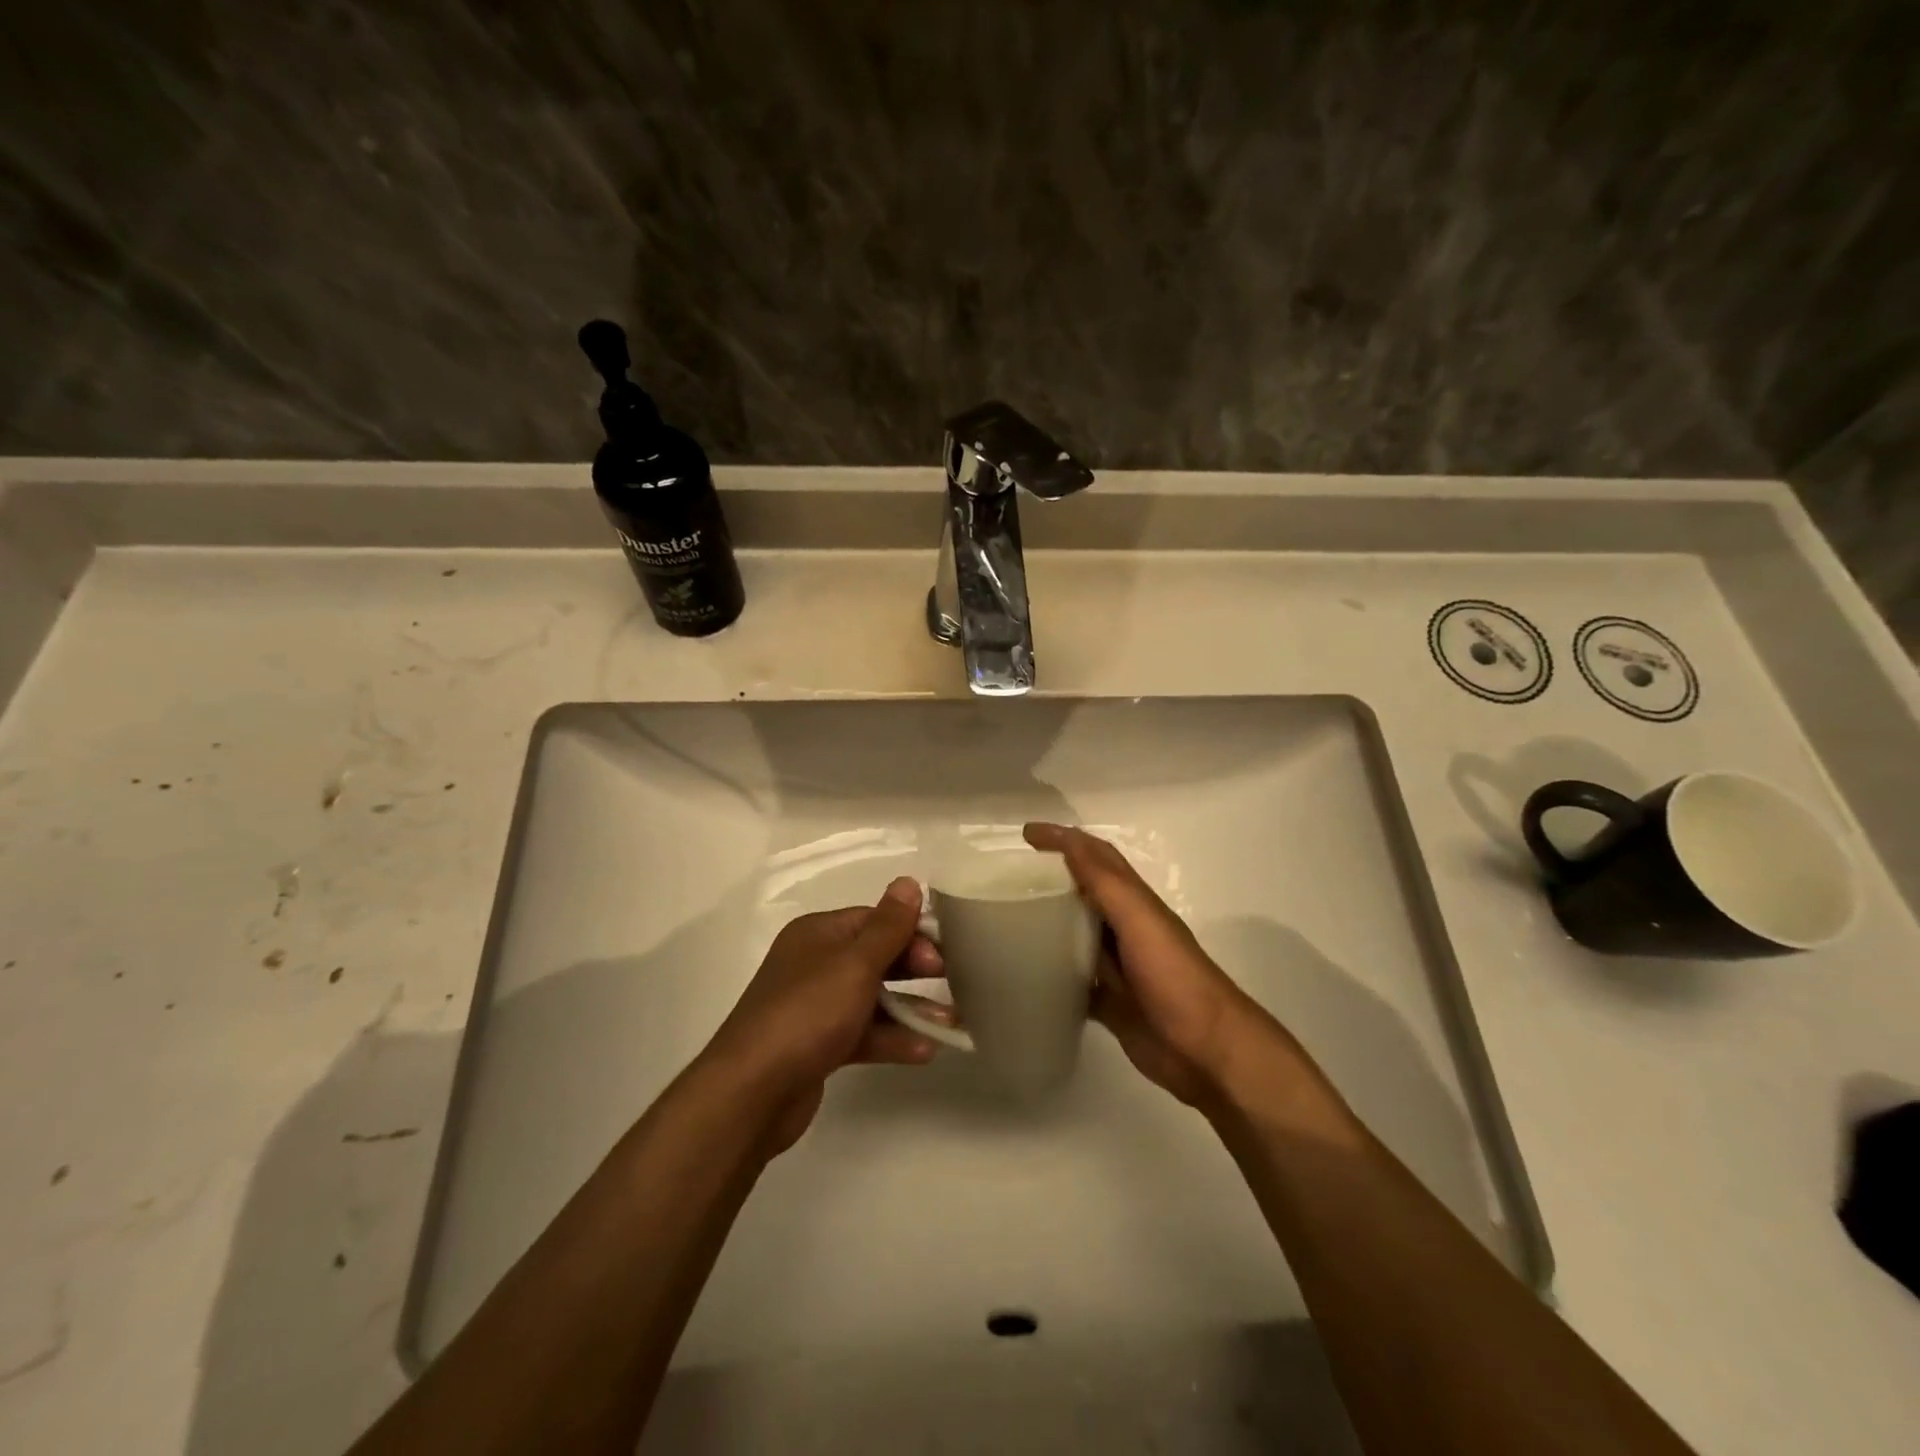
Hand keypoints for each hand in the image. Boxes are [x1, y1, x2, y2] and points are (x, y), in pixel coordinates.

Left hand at [702, 877, 941, 1154]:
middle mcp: (814, 963)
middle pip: (875, 957)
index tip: (945, 952)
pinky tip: (924, 1051)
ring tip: (952, 1021)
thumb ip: (888, 926)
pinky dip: (891, 1038)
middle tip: (953, 980)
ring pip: (872, 998)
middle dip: (915, 968)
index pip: (874, 920)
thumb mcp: (855, 964)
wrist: (752, 1092)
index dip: (911, 931)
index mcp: (819, 934)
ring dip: (911, 1008)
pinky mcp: (818, 1045)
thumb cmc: (808, 1013)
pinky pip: (863, 1032)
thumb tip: (908, 881)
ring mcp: (814, 1006)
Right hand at [1024, 823, 1299, 1110]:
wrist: (1207, 1052)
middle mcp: (1124, 928)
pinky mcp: (1110, 1003)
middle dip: (1048, 877)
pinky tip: (1023, 977)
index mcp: (1134, 902)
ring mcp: (1117, 967)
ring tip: (1004, 922)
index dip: (1064, 839)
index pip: (1095, 857)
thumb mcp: (1140, 920)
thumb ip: (1106, 882)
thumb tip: (1068, 840)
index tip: (1024, 834)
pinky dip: (1049, 975)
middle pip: (1082, 892)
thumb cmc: (1174, 977)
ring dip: (1045, 924)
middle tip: (1004, 878)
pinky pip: (1072, 982)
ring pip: (1074, 935)